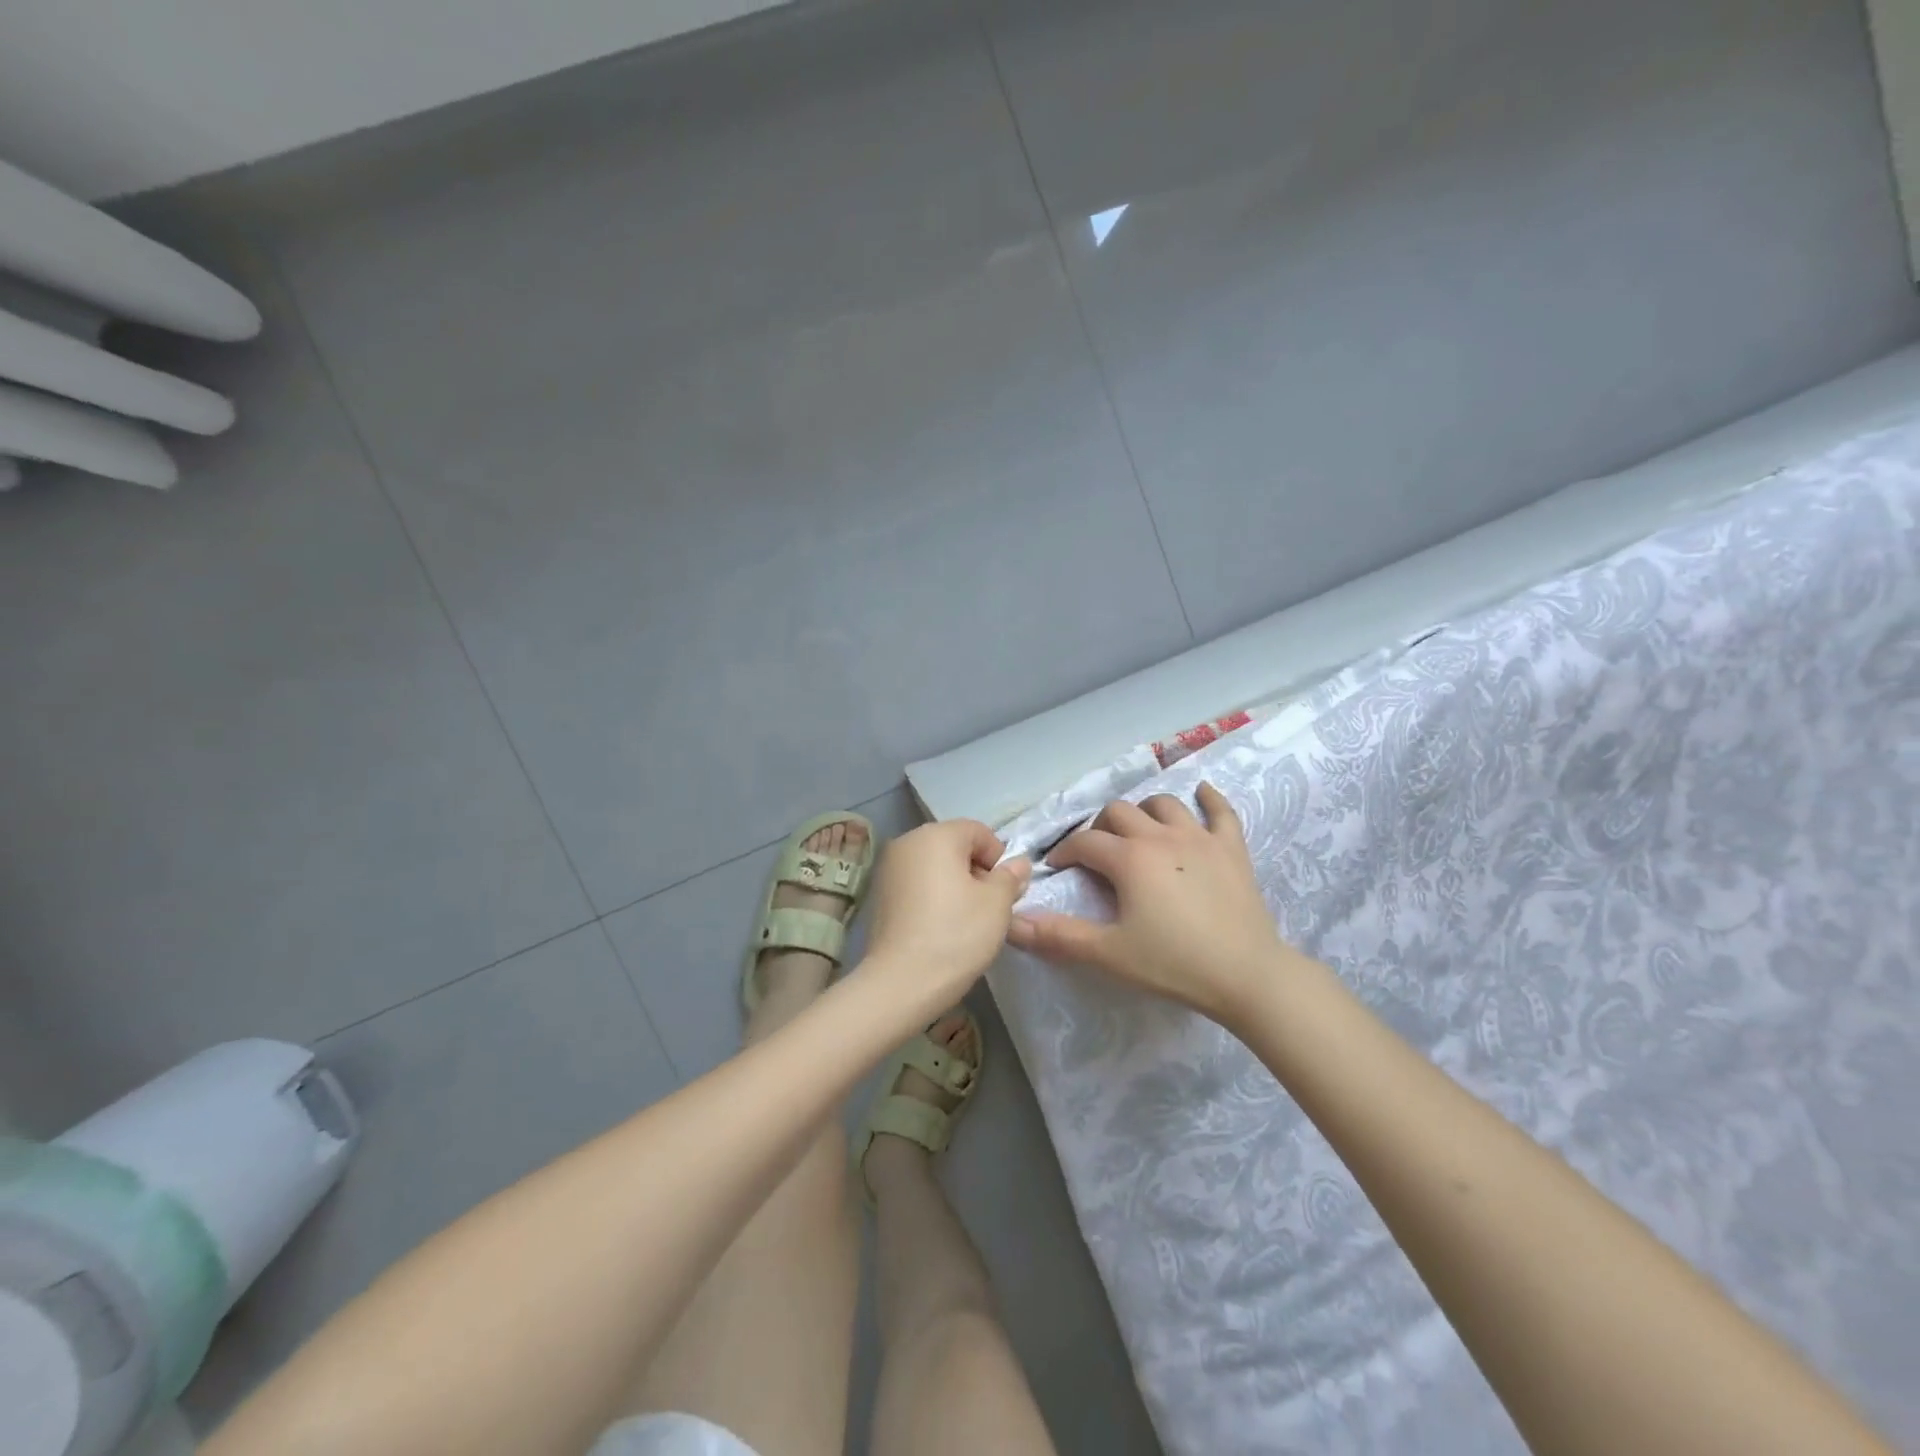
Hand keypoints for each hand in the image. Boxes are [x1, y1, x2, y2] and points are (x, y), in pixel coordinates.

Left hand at [861, 819, 1030, 1013]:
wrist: (901, 982)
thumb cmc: (956, 934)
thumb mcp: (997, 904)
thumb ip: (1010, 877)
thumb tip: (1017, 864)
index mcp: (936, 835)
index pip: (978, 831)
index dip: (998, 858)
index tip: (1004, 892)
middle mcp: (907, 842)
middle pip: (954, 846)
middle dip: (976, 871)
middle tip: (989, 908)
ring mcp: (888, 869)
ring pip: (934, 866)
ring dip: (955, 885)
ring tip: (965, 920)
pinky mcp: (879, 895)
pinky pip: (916, 885)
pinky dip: (933, 897)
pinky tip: (940, 927)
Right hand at [1007, 782, 1287, 1024]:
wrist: (1247, 976)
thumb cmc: (1174, 964)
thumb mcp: (1109, 953)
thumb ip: (1058, 935)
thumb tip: (1012, 922)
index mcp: (1129, 858)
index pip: (1084, 842)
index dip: (1064, 853)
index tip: (1056, 868)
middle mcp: (1161, 836)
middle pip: (1120, 813)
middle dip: (1100, 828)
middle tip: (1097, 855)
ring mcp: (1201, 837)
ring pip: (1164, 804)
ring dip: (1144, 812)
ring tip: (1139, 832)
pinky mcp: (1232, 848)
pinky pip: (1221, 811)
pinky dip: (1209, 799)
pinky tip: (1202, 794)